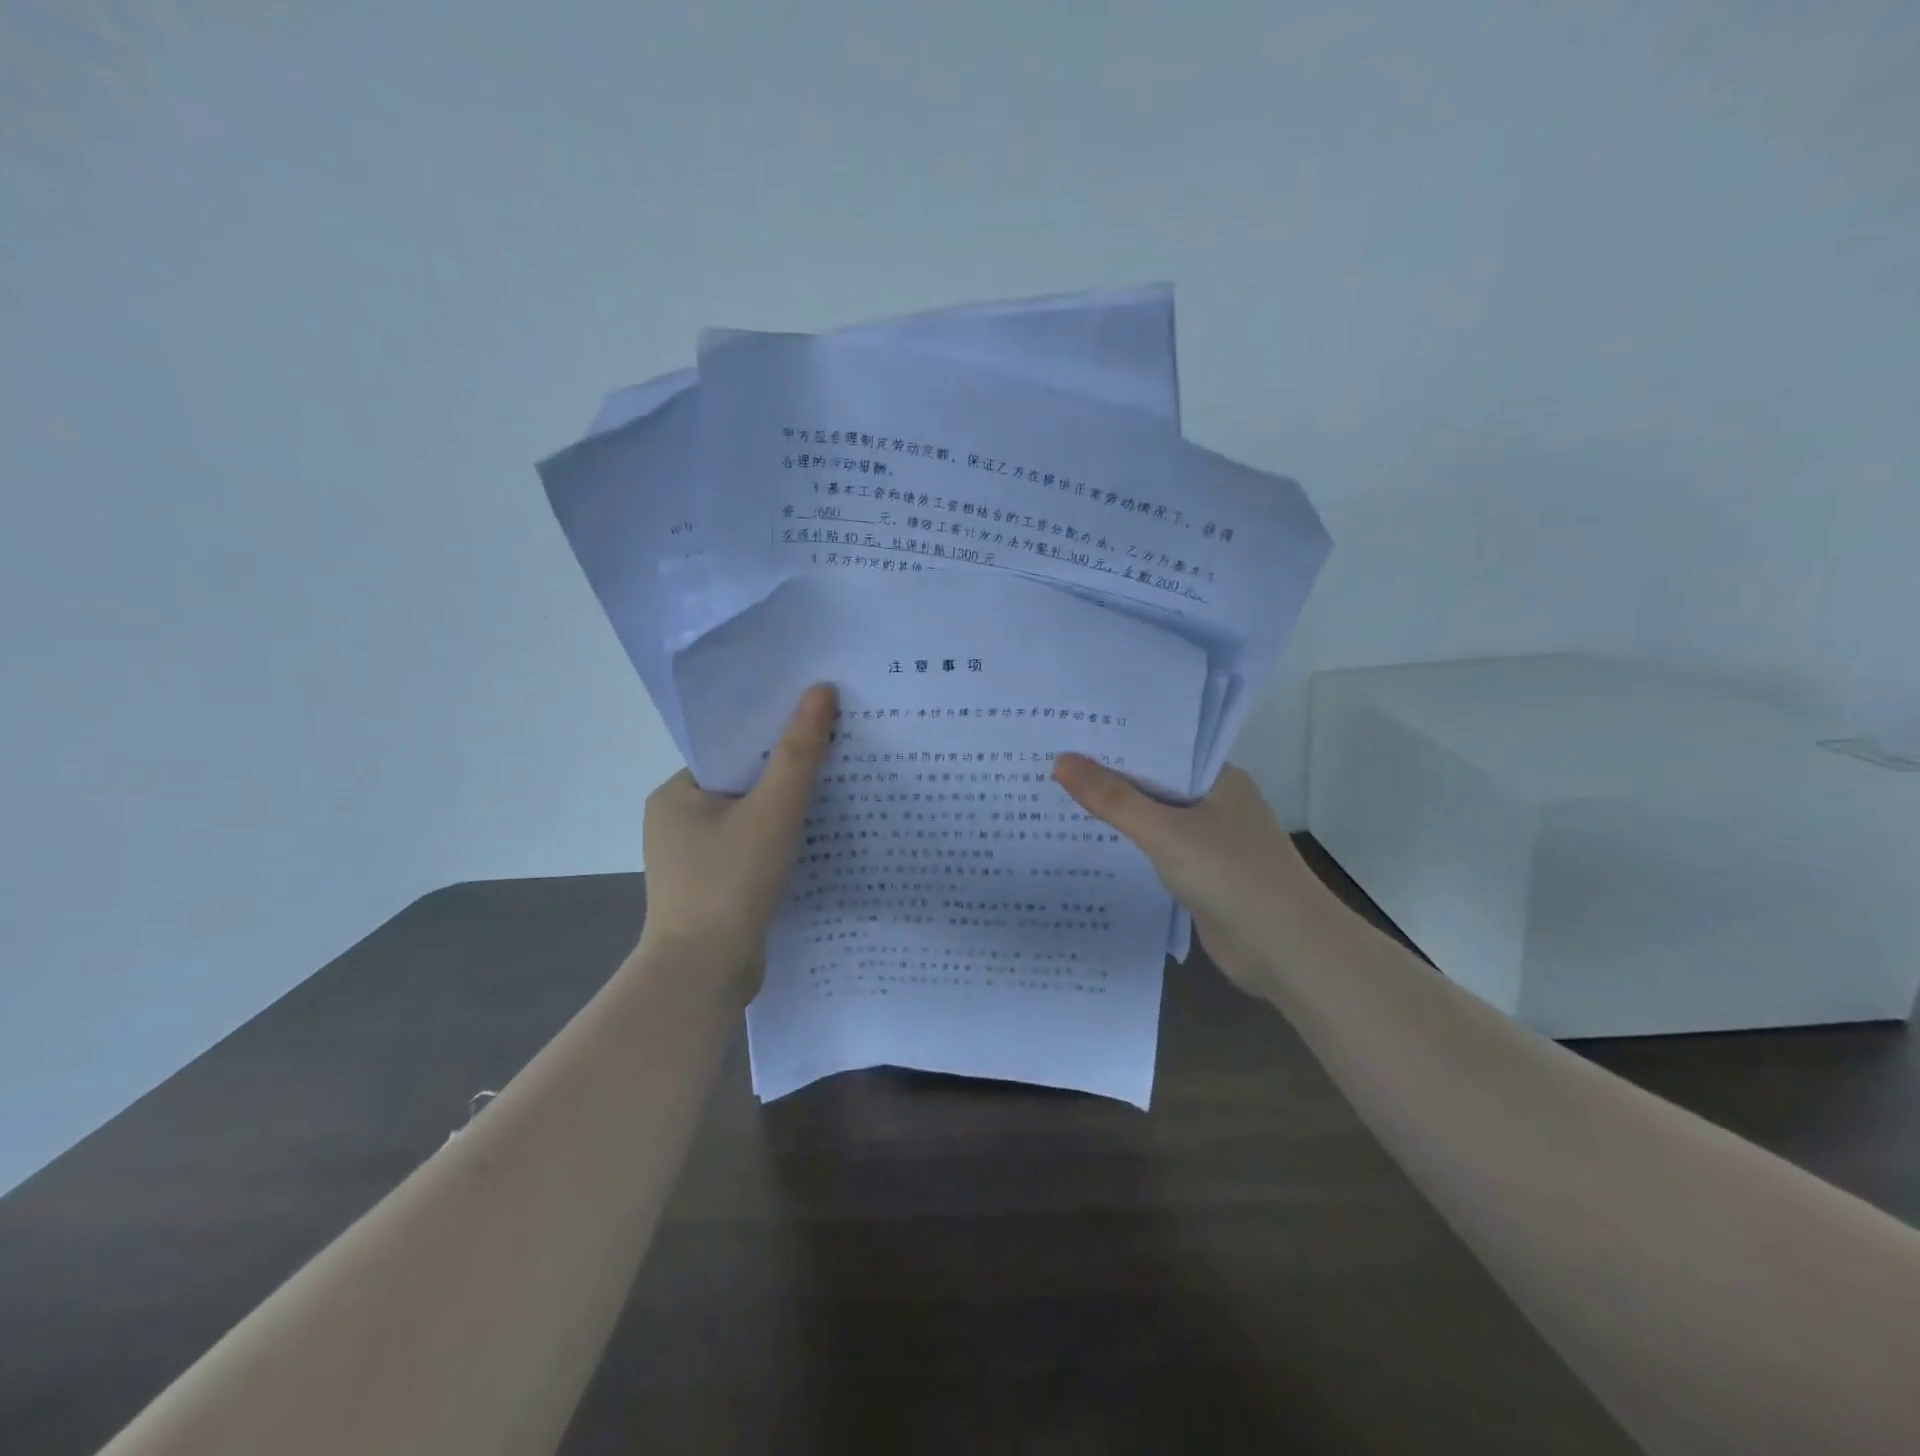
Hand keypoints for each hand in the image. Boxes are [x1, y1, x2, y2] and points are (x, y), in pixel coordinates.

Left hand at [637, 684, 836, 998]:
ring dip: (786, 811)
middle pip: (743, 784)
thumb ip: (799, 753)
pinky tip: (816, 841)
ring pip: (750, 820)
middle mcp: (676, 822)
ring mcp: (692, 859)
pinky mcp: (711, 887)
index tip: (819, 728)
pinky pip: (751, 850)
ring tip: (837, 794)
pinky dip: (779, 843)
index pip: (732, 752)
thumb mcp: (772, 812)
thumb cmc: (730, 883)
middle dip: (786, 775)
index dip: (775, 737)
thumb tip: (821, 690)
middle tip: (838, 758)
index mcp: (675, 794)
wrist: (704, 975)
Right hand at [1051, 756, 1317, 995]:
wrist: (1288, 952)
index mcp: (1219, 778)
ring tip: (1057, 797)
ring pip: (1154, 818)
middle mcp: (1216, 803)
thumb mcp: (1166, 832)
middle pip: (1153, 782)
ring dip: (1117, 813)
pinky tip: (1090, 844)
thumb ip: (1113, 799)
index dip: (1116, 740)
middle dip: (1108, 777)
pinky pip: (1157, 850)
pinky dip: (1129, 846)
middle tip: (1048, 762)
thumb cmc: (1233, 876)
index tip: (1066, 732)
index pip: (1160, 747)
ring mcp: (1210, 841)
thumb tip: (1060, 760)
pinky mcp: (1202, 875)